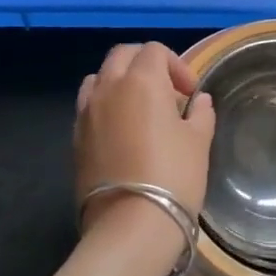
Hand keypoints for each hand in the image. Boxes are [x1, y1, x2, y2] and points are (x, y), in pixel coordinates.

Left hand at [74, 43, 215, 244]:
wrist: (130, 225)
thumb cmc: (173, 176)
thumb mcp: (199, 141)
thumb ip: (200, 113)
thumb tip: (199, 101)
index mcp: (141, 80)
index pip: (154, 50)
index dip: (176, 65)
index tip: (190, 93)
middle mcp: (109, 87)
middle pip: (122, 55)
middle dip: (145, 64)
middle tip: (166, 91)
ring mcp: (87, 112)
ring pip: (99, 77)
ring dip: (120, 81)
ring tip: (139, 108)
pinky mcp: (75, 138)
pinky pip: (88, 106)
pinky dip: (104, 106)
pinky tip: (122, 132)